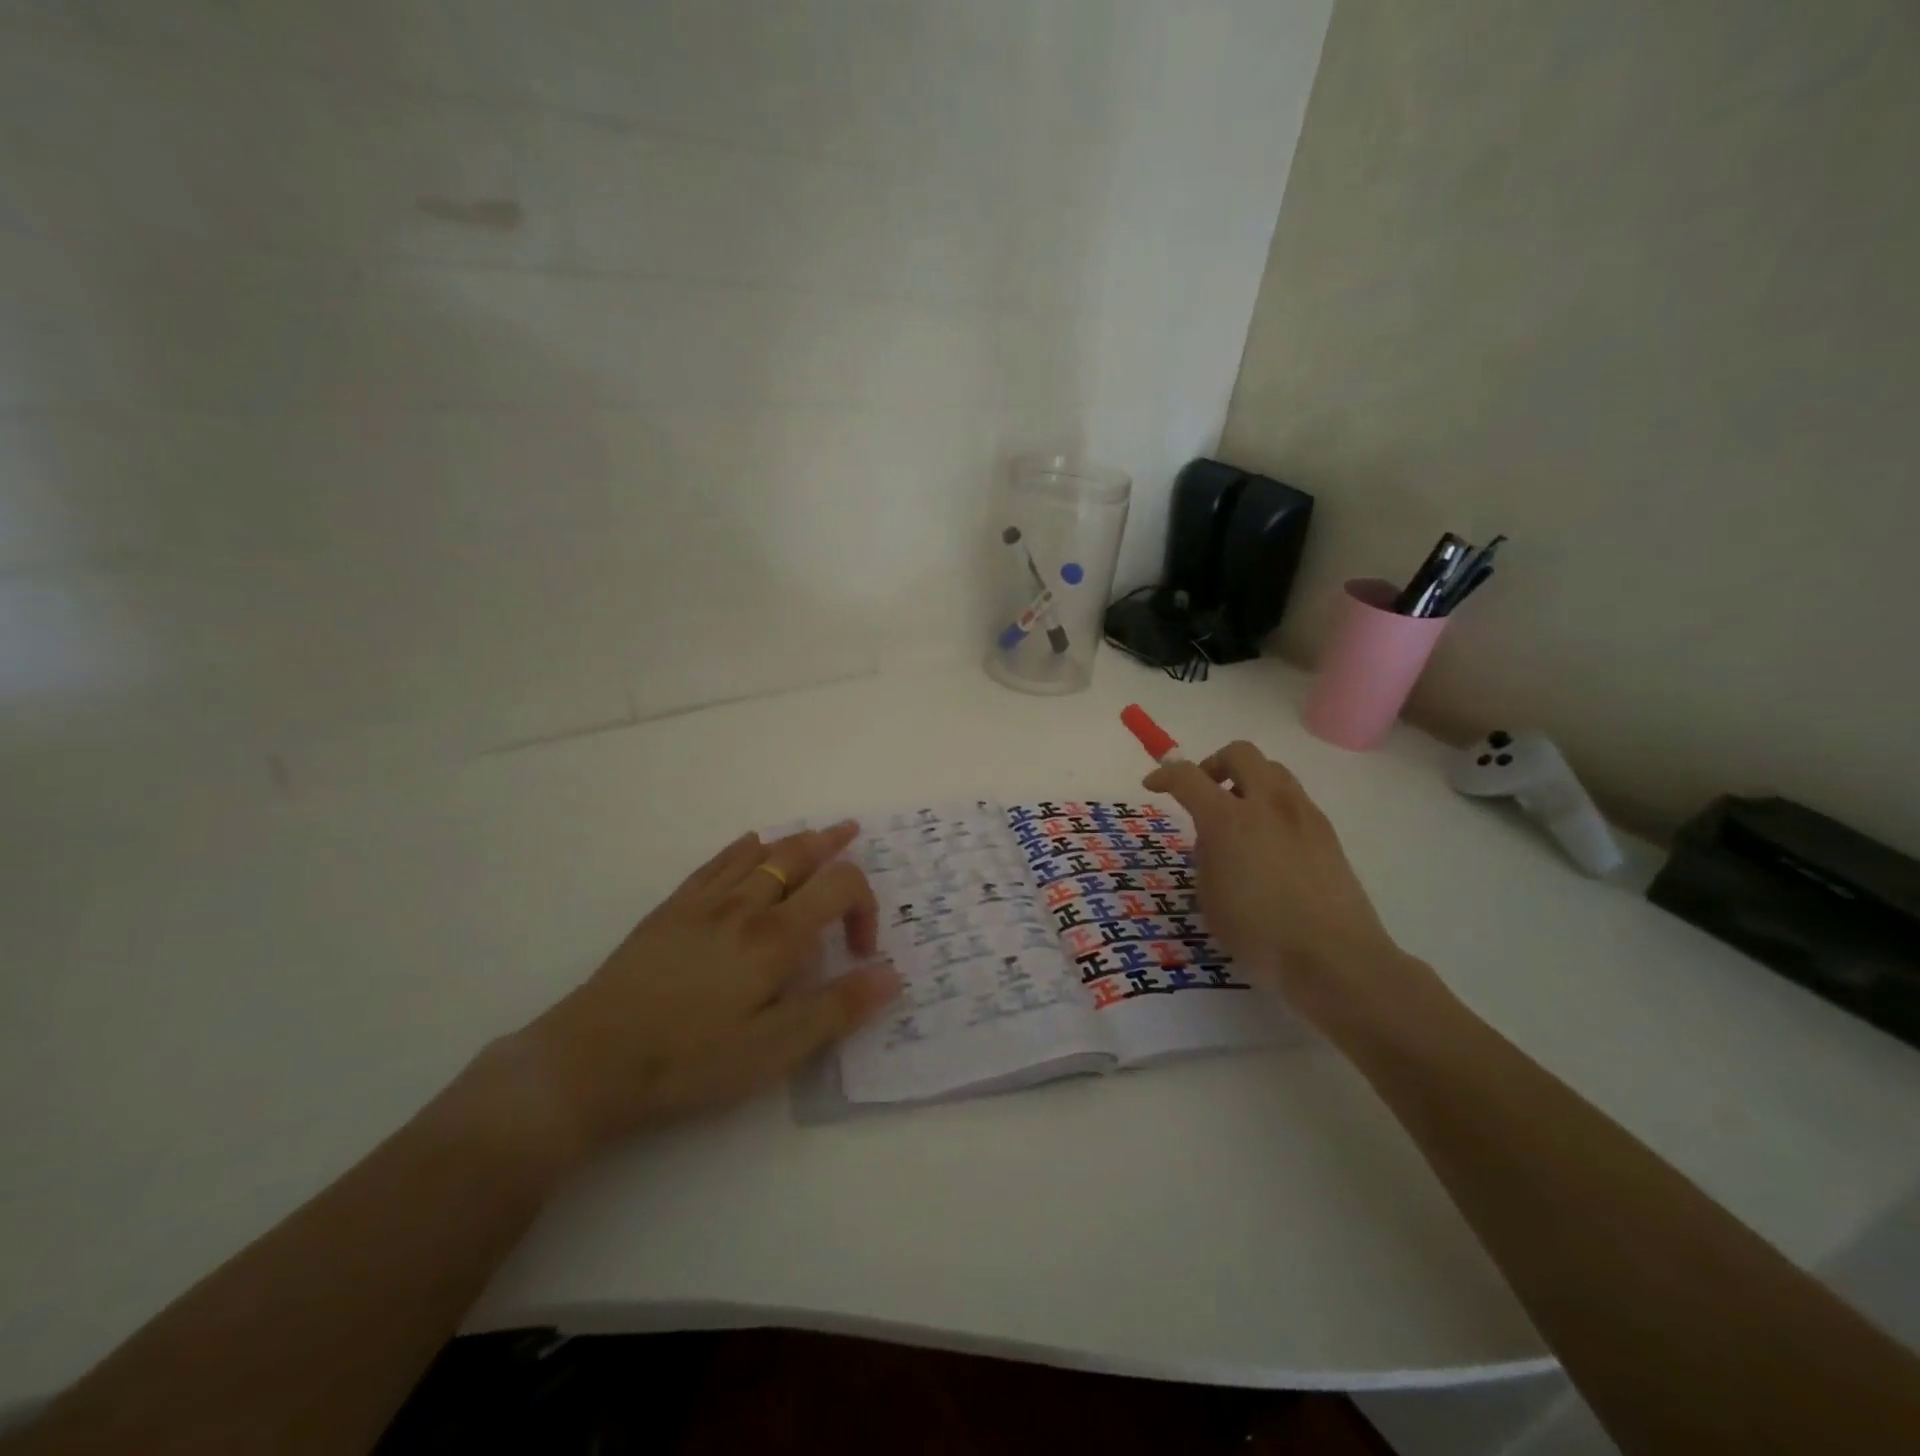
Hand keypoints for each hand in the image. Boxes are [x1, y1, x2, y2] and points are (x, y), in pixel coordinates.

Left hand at [509, 822, 900, 1156]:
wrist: (589, 1061)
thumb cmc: (690, 1060)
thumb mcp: (774, 1049)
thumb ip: (837, 1008)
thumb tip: (892, 975)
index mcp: (775, 937)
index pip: (839, 887)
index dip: (865, 907)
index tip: (862, 953)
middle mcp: (744, 905)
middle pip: (798, 855)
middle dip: (832, 844)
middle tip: (853, 832)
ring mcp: (703, 903)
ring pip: (759, 853)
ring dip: (793, 839)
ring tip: (814, 834)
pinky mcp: (670, 911)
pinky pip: (715, 863)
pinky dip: (742, 848)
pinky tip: (748, 845)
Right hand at [1144, 742, 1438, 1033]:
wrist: (1335, 958)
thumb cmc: (1259, 934)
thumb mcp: (1210, 898)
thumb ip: (1206, 857)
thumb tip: (1215, 840)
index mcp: (1228, 820)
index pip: (1187, 777)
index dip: (1165, 775)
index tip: (1153, 785)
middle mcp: (1267, 804)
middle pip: (1239, 753)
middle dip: (1213, 764)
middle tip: (1203, 791)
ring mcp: (1303, 814)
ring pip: (1272, 770)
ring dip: (1248, 780)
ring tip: (1238, 816)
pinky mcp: (1327, 832)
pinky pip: (1294, 798)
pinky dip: (1272, 805)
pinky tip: (1269, 841)